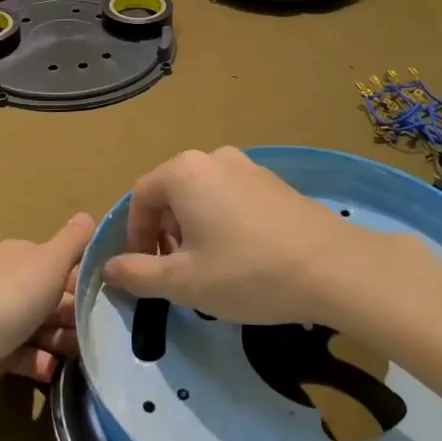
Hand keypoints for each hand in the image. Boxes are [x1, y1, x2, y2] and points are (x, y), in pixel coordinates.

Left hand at [0, 213, 91, 409]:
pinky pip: (22, 356)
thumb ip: (73, 242)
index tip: (113, 302)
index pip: (64, 263)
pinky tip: (51, 372)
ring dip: (62, 341)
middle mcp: (8, 282)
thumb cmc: (3, 302)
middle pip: (54, 297)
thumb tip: (89, 215)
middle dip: (78, 316)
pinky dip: (38, 362)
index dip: (88, 280)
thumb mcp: (48, 263)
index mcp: (22, 256)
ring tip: (80, 358)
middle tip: (100, 336)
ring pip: (40, 328)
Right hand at [101, 147, 405, 325]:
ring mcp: (248, 166)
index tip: (145, 271)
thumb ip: (138, 274)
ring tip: (209, 269)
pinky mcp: (274, 182)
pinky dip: (222, 222)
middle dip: (164, 233)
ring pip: (202, 195)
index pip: (140, 197)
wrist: (332, 267)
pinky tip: (241, 257)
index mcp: (184, 172)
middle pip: (171, 192)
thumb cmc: (246, 272)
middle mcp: (214, 158)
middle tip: (176, 273)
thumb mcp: (184, 282)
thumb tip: (109, 268)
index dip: (135, 236)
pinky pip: (231, 197)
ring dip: (193, 229)